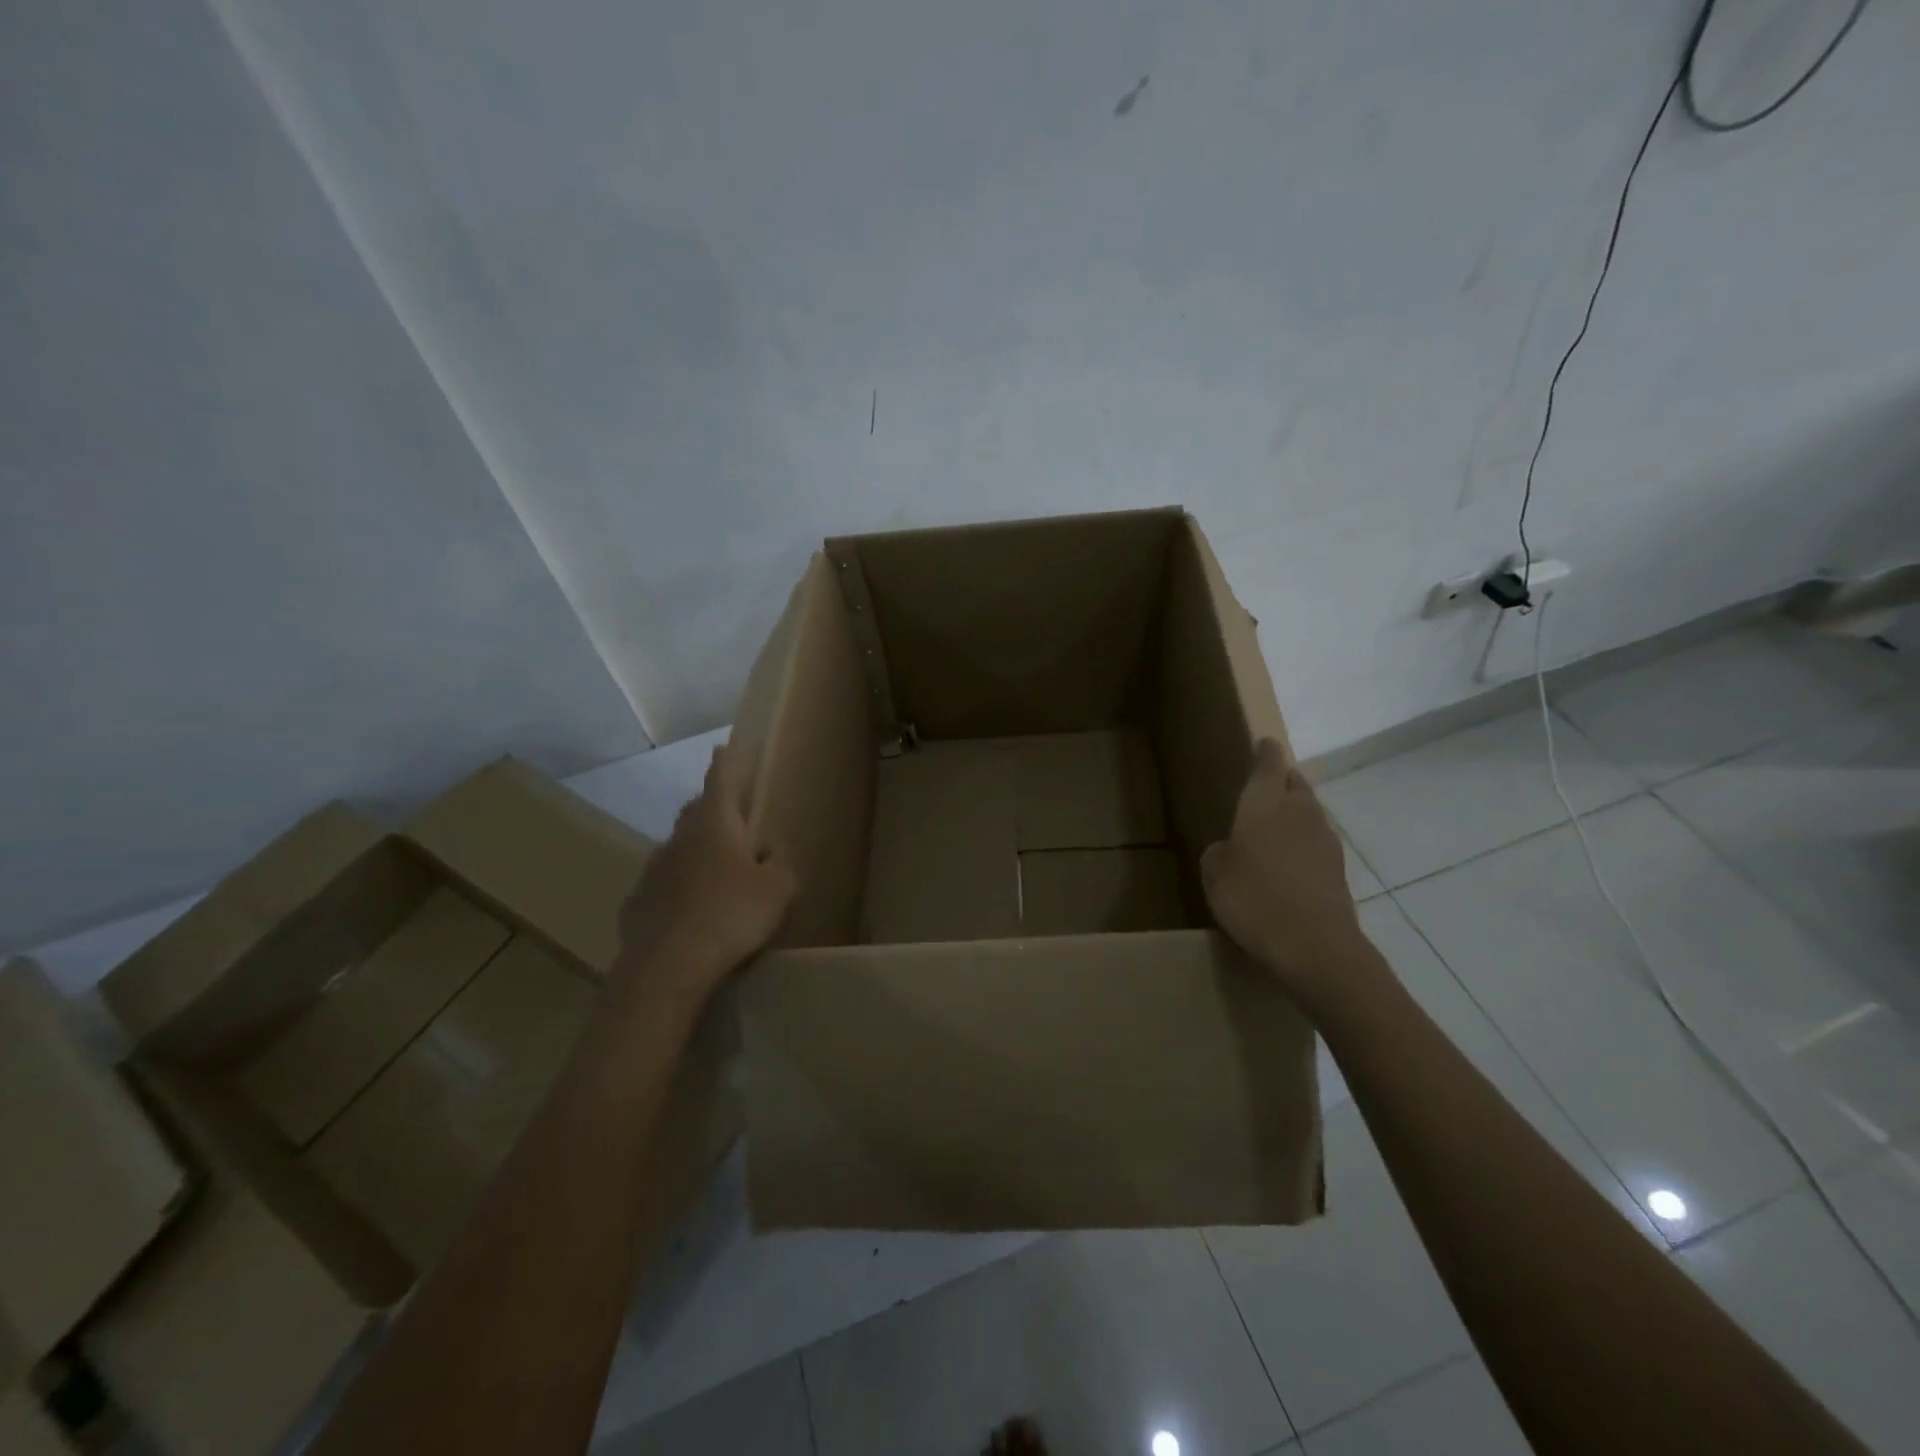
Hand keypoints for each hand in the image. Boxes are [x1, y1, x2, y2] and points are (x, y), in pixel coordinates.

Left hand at [616, 744, 793, 1003]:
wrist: (668, 966)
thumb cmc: (732, 916)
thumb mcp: (778, 888)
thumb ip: (778, 863)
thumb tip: (768, 851)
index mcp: (714, 825)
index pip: (719, 782)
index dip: (724, 764)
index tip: (722, 747)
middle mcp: (679, 839)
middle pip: (694, 814)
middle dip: (710, 810)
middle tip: (731, 821)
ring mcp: (652, 871)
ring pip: (678, 851)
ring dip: (695, 855)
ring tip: (715, 877)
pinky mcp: (637, 904)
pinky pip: (663, 887)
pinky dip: (678, 891)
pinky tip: (690, 915)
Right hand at [1200, 739, 1377, 1012]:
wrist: (1314, 946)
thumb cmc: (1253, 899)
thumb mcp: (1214, 874)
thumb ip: (1220, 852)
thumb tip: (1231, 849)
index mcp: (1264, 804)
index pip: (1269, 764)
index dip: (1266, 752)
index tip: (1264, 743)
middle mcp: (1299, 812)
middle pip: (1296, 783)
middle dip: (1284, 779)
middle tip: (1269, 783)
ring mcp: (1324, 840)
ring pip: (1310, 812)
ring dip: (1296, 811)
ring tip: (1277, 823)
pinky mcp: (1338, 869)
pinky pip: (1318, 842)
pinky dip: (1305, 843)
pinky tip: (1291, 861)